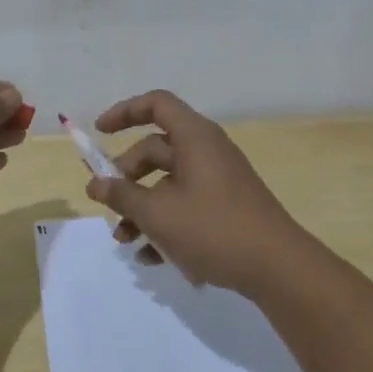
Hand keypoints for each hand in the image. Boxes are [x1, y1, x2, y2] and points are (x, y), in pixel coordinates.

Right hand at [85, 90, 317, 295]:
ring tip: (125, 241)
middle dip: (127, 177)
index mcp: (194, 137)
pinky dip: (165, 224)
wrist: (277, 267)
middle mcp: (207, 150)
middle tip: (108, 205)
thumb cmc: (213, 229)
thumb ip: (122, 196)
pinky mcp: (225, 207)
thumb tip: (95, 183)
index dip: (124, 112)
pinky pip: (186, 205)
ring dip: (142, 208)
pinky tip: (150, 257)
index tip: (99, 132)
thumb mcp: (158, 213)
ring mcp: (218, 180)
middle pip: (156, 149)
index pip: (156, 105)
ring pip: (168, 183)